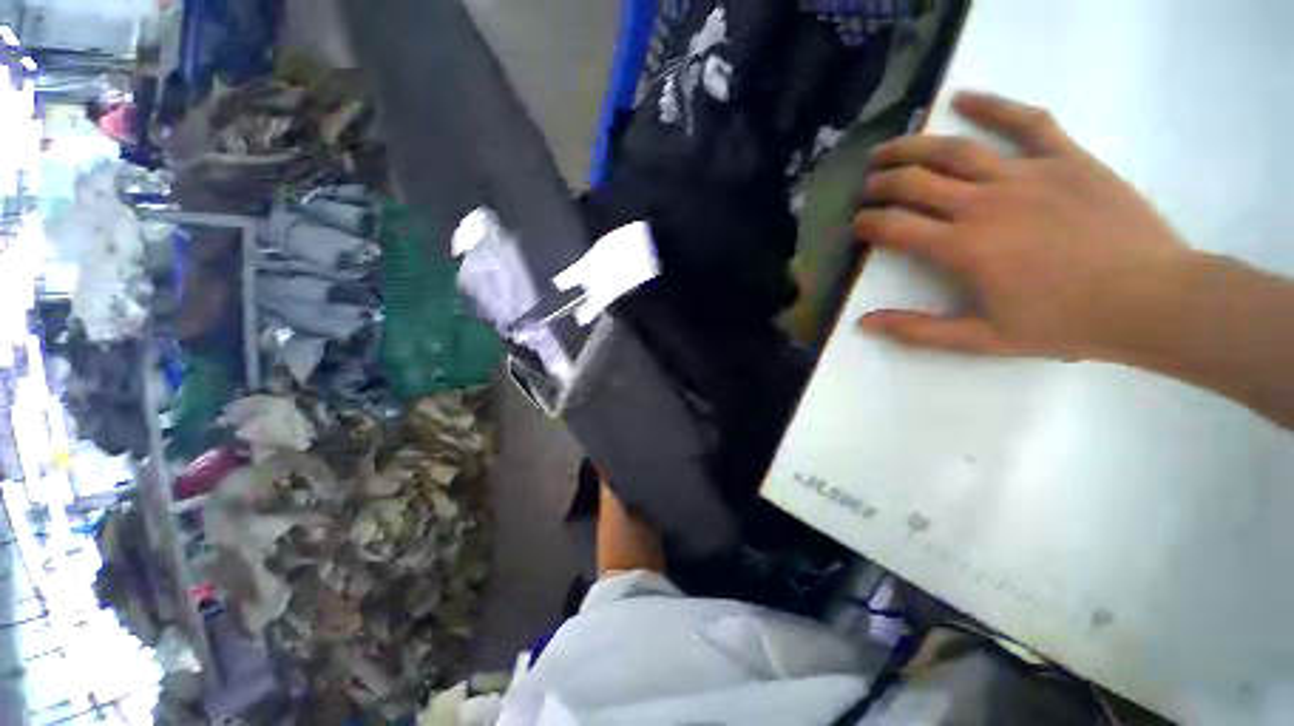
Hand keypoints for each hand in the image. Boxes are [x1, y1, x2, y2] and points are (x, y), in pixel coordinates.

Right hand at [853, 92, 1192, 361]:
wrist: (1153, 300)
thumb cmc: (1066, 324)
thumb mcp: (984, 339)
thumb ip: (918, 330)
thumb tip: (865, 323)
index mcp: (963, 248)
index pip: (894, 227)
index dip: (867, 223)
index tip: (857, 224)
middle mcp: (985, 203)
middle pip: (916, 182)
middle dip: (882, 183)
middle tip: (868, 186)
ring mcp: (1027, 174)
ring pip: (955, 149)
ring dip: (913, 146)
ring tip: (889, 148)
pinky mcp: (1066, 158)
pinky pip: (1025, 121)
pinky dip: (992, 106)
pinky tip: (963, 98)